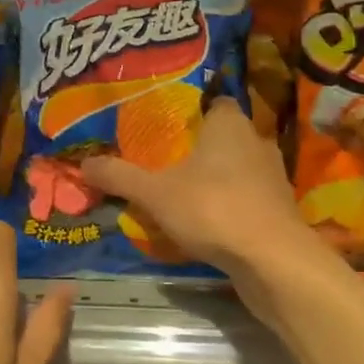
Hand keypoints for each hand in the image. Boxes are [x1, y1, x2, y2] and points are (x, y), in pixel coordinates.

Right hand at [81, 99, 321, 310]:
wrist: (273, 261)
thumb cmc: (214, 208)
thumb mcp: (155, 193)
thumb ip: (120, 176)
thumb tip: (84, 162)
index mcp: (230, 124)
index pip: (215, 102)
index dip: (193, 111)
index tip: (168, 125)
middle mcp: (256, 142)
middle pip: (225, 136)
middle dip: (200, 147)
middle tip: (167, 159)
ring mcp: (273, 178)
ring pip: (239, 168)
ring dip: (217, 178)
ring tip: (183, 192)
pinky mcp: (280, 210)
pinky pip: (248, 198)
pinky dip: (231, 205)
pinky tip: (208, 221)